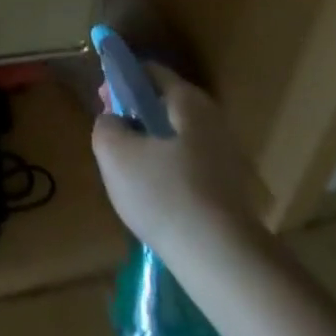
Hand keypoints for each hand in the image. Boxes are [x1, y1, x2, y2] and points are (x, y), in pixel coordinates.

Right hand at [92, 64, 270, 272]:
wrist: (225, 263)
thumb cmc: (165, 194)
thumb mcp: (114, 152)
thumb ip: (106, 124)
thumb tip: (114, 122)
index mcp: (188, 100)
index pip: (149, 72)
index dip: (120, 80)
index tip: (103, 104)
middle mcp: (213, 120)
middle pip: (165, 105)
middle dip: (135, 116)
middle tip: (113, 141)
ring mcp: (227, 157)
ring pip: (176, 139)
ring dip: (151, 148)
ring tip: (130, 176)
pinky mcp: (231, 191)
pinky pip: (190, 168)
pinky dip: (170, 175)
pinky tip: (156, 201)